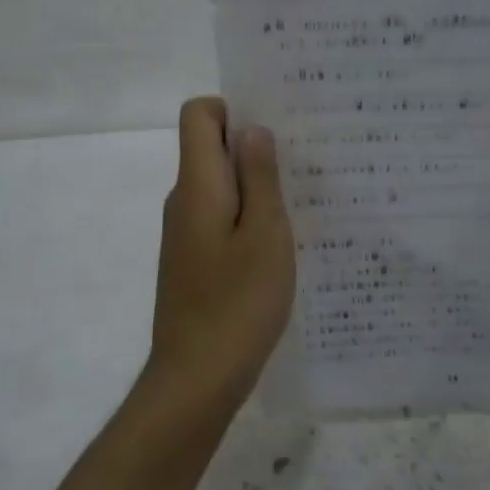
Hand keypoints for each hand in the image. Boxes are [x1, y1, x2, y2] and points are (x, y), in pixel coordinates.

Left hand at [143, 97, 295, 415]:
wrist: (195, 381)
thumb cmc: (237, 304)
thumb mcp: (265, 234)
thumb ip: (259, 177)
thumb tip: (252, 129)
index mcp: (197, 185)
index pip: (198, 115)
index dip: (232, 109)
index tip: (274, 128)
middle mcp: (183, 201)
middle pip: (210, 148)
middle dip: (254, 147)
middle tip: (305, 163)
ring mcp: (184, 234)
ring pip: (220, 187)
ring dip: (255, 186)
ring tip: (302, 203)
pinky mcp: (192, 261)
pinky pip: (220, 219)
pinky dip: (247, 218)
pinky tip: (280, 245)